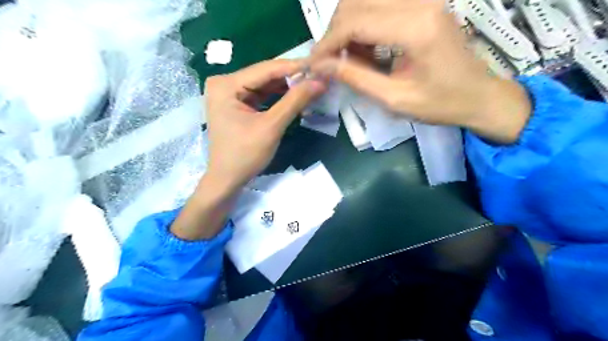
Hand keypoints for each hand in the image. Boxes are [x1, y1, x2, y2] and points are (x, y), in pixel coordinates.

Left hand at [204, 59, 324, 191]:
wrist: (227, 180)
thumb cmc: (245, 155)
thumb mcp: (271, 127)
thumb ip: (295, 101)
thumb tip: (320, 81)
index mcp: (226, 84)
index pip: (266, 69)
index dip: (294, 66)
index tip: (319, 64)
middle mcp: (225, 83)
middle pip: (264, 75)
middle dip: (292, 77)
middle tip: (318, 75)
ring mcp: (230, 94)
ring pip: (265, 85)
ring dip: (287, 86)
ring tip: (312, 84)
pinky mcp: (237, 104)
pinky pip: (261, 95)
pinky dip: (279, 97)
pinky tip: (296, 95)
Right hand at [307, 0, 529, 142]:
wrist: (479, 95)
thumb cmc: (440, 104)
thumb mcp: (394, 98)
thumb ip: (355, 78)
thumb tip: (320, 65)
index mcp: (415, 28)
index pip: (354, 22)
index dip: (327, 43)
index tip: (314, 64)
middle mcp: (419, 1)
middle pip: (355, 3)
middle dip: (334, 34)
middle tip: (330, 63)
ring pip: (364, 0)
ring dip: (348, 28)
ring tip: (349, 59)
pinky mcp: (422, 2)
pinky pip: (379, 5)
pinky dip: (363, 25)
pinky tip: (366, 49)